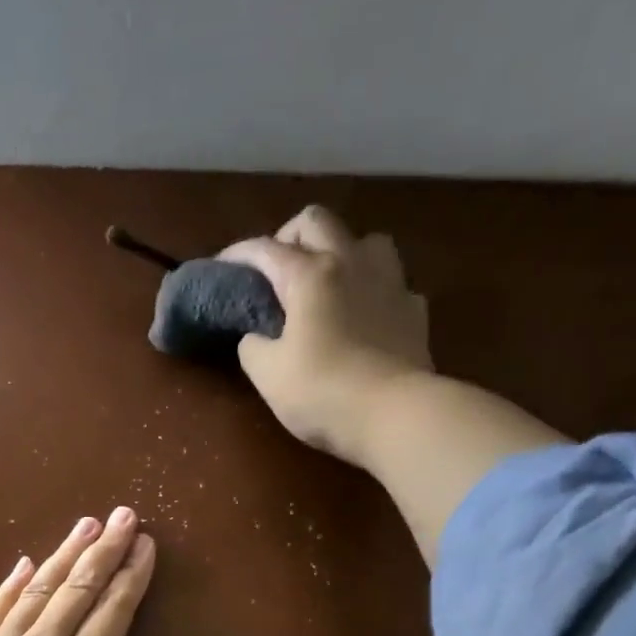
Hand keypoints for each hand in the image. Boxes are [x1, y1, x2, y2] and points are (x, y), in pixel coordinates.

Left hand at [0, 508, 156, 635]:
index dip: (133, 573)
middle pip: (74, 588)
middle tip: (122, 516)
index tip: (147, 544)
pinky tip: (23, 567)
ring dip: (59, 557)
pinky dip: (6, 589)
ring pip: (31, 594)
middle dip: (103, 549)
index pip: (114, 608)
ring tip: (83, 527)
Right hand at [221, 206, 433, 470]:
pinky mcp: (414, 309)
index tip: (221, 267)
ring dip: (341, 251)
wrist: (394, 414)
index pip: (265, 248)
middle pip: (317, 222)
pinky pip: (391, 282)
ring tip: (328, 283)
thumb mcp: (268, 375)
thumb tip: (256, 337)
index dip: (238, 254)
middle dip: (289, 236)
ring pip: (365, 239)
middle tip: (277, 269)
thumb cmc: (322, 392)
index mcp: (309, 275)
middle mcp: (351, 263)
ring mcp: (390, 282)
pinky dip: (373, 290)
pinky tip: (365, 314)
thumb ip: (253, 347)